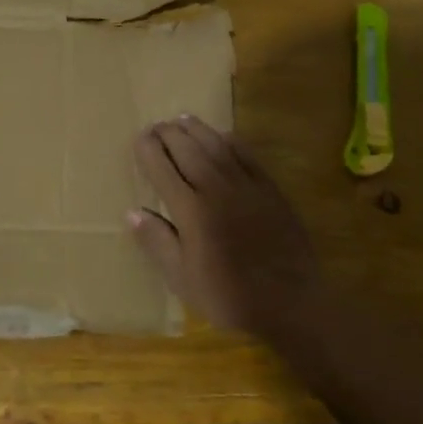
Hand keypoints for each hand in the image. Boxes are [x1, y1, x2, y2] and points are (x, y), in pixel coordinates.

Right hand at [129, 117, 321, 338]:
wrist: (290, 303)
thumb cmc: (229, 296)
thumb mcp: (182, 278)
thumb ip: (157, 242)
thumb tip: (132, 212)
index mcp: (191, 211)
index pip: (163, 170)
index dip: (148, 151)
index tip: (139, 138)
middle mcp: (217, 189)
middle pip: (188, 150)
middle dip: (169, 134)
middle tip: (156, 125)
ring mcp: (247, 186)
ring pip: (217, 146)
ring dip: (197, 130)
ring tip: (181, 119)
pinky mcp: (271, 190)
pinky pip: (247, 155)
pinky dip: (230, 141)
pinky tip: (222, 137)